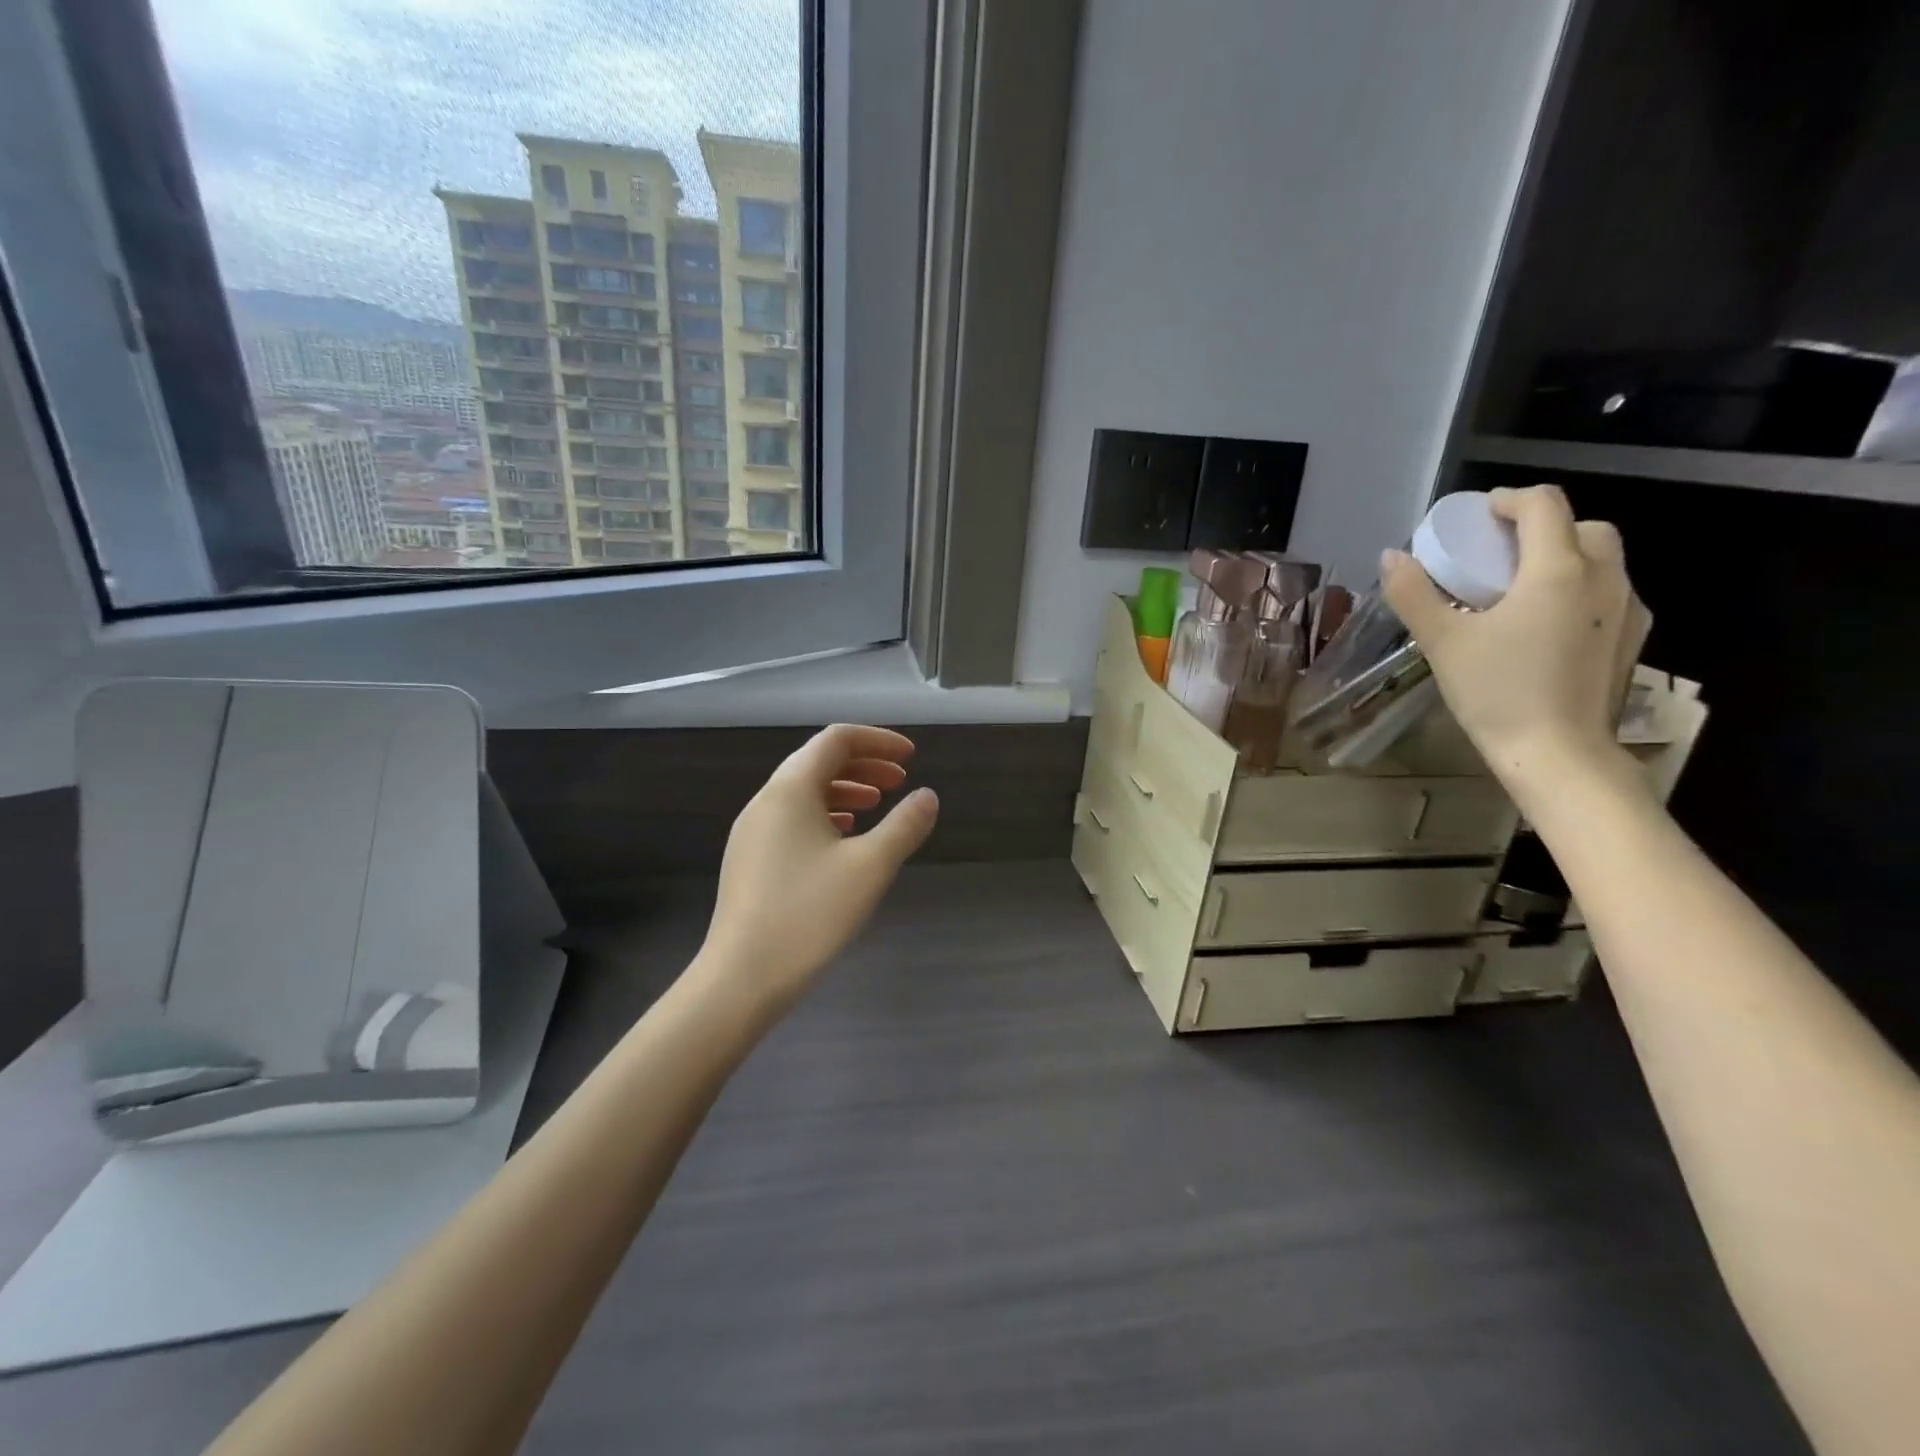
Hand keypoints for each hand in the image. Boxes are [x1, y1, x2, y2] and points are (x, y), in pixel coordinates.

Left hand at [698, 724, 939, 1013]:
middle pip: (817, 761)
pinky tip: (844, 839)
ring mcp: (752, 831)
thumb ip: (904, 826)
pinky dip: (824, 815)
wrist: (742, 978)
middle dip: (863, 764)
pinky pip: (792, 819)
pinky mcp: (749, 859)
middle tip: (900, 782)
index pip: (836, 740)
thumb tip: (928, 796)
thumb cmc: (809, 914)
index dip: (877, 740)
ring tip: (877, 805)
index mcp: (790, 789)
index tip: (911, 757)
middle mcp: (766, 801)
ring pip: (804, 792)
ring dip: (845, 790)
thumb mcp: (870, 867)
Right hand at [1382, 484, 1651, 804]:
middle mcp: (1605, 577)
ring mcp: (1627, 608)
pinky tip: (1544, 627)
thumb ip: (1415, 594)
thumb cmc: (1497, 692)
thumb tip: (1392, 556)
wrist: (1559, 755)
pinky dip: (1578, 591)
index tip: (1475, 518)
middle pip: (1582, 526)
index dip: (1507, 500)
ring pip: (1601, 560)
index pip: (1543, 505)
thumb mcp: (1443, 641)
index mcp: (1558, 570)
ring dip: (1561, 559)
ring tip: (1518, 592)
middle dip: (1539, 528)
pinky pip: (1608, 594)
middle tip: (1497, 556)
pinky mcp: (1632, 639)